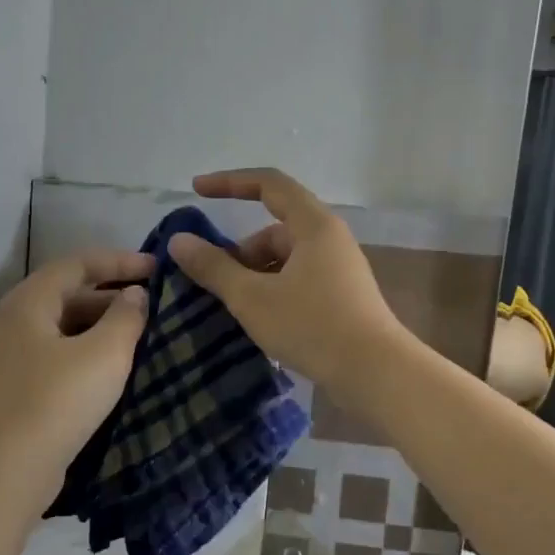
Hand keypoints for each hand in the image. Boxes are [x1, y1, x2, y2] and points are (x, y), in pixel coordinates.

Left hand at [0, 249, 153, 499]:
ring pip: (69, 325)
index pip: (79, 262)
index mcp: (30, 301)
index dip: (121, 261)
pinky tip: (120, 365)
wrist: (8, 471)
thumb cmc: (58, 401)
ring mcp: (17, 355)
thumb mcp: (104, 353)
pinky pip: (64, 353)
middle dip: (115, 293)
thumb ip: (126, 316)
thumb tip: (135, 294)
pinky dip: (93, 350)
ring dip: (106, 324)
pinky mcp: (24, 385)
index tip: (159, 269)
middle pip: (72, 292)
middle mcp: (18, 320)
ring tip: (146, 332)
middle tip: (157, 302)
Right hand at [168, 168, 403, 396]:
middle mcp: (330, 239)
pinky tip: (261, 321)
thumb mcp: (252, 297)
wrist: (375, 373)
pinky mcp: (342, 296)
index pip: (268, 184)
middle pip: (275, 229)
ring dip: (256, 275)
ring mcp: (339, 268)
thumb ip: (213, 267)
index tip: (196, 191)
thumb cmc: (312, 326)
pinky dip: (274, 290)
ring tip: (236, 309)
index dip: (230, 182)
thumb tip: (179, 241)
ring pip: (286, 259)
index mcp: (313, 225)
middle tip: (216, 284)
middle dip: (240, 252)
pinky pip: (299, 279)